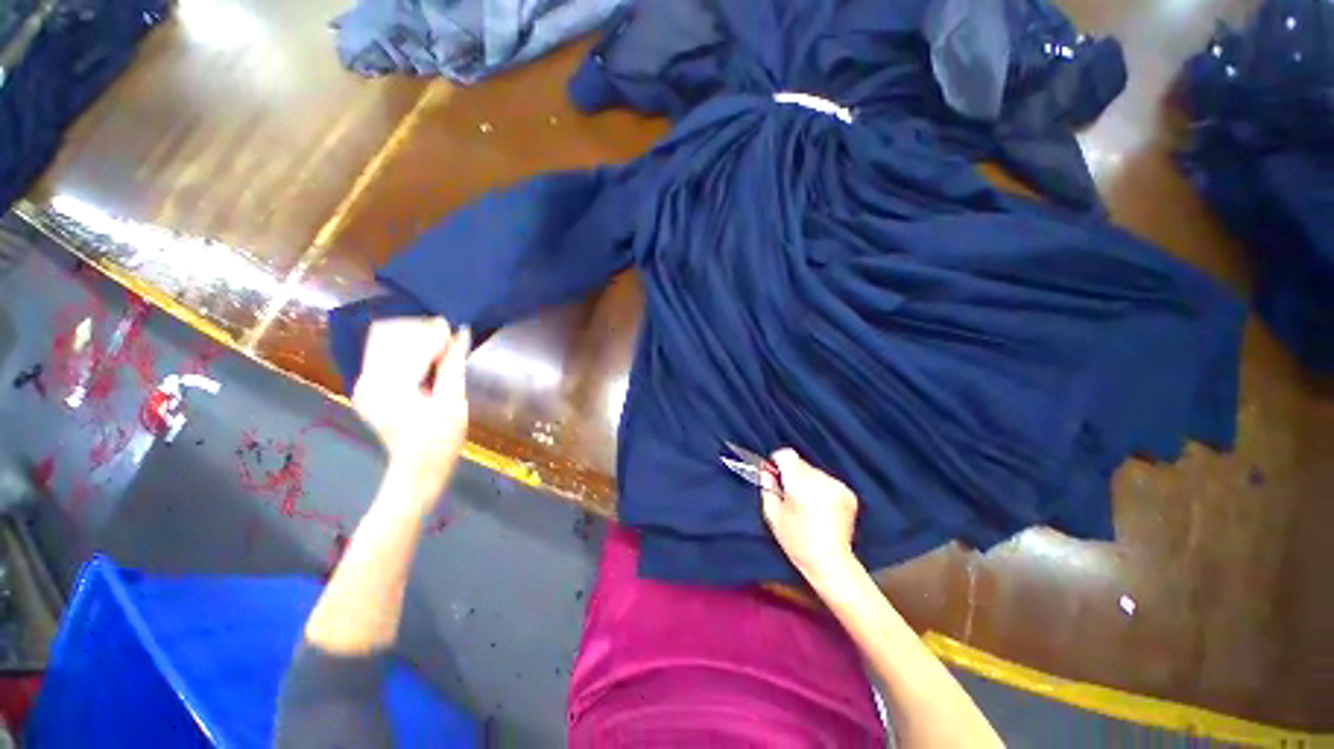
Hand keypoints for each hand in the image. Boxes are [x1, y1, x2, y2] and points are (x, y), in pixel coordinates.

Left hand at [352, 318, 471, 502]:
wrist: (418, 470)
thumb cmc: (442, 440)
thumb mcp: (454, 401)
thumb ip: (453, 364)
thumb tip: (462, 331)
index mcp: (390, 387)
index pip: (410, 345)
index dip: (435, 333)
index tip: (455, 326)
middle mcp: (368, 381)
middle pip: (388, 335)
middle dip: (419, 329)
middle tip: (448, 336)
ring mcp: (363, 384)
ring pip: (381, 340)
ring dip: (410, 335)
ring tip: (438, 344)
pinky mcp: (366, 387)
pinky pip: (380, 353)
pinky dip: (402, 347)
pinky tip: (424, 355)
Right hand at [761, 449, 859, 585]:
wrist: (831, 563)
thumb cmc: (797, 542)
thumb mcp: (772, 515)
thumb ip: (767, 487)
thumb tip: (766, 470)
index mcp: (800, 484)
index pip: (787, 455)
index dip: (778, 461)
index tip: (775, 474)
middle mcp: (821, 480)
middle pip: (801, 463)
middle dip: (793, 474)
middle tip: (789, 494)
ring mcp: (837, 486)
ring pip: (814, 472)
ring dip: (807, 481)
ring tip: (806, 504)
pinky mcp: (848, 493)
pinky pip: (828, 481)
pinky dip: (821, 489)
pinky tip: (820, 508)